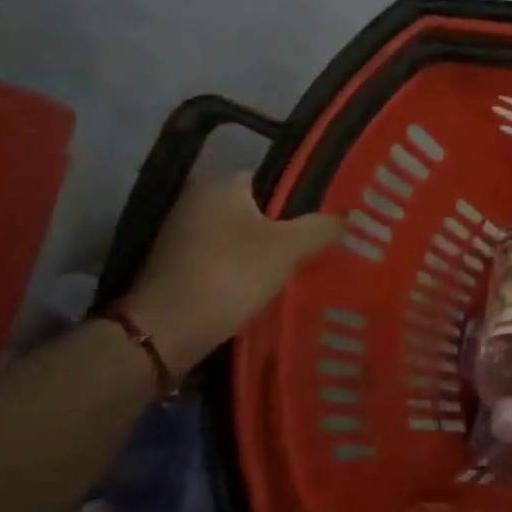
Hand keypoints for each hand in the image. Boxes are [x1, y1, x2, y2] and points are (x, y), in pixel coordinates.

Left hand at [122, 174, 340, 372]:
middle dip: (282, 229)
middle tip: (315, 248)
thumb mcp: (288, 248)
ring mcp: (180, 236)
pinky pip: (221, 260)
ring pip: (238, 238)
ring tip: (294, 271)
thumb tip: (345, 217)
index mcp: (220, 185)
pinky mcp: (174, 267)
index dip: (299, 200)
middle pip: (255, 210)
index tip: (322, 222)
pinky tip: (261, 290)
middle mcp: (195, 202)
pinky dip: (239, 272)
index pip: (271, 180)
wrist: (166, 332)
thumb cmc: (230, 275)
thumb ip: (321, 227)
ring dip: (261, 253)